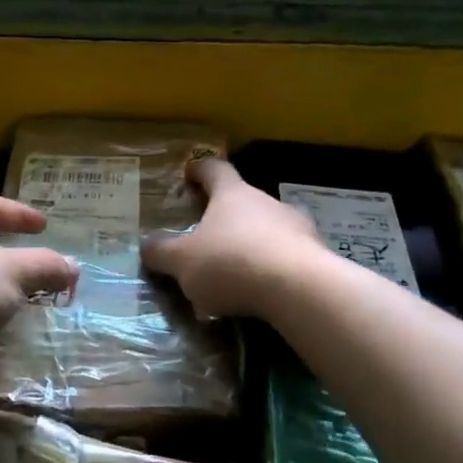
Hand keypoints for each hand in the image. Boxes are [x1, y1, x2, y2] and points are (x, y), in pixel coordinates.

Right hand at [141, 158, 327, 320]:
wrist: (300, 289)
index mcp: (232, 194)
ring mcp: (296, 227)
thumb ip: (162, 253)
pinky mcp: (316, 255)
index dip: (199, 170)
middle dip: (225, 216)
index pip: (214, 169)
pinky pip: (287, 257)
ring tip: (234, 273)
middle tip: (207, 236)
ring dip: (251, 244)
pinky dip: (272, 268)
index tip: (189, 174)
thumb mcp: (183, 262)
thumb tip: (146, 246)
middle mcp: (266, 202)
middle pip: (243, 200)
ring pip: (267, 229)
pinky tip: (262, 293)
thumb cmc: (232, 262)